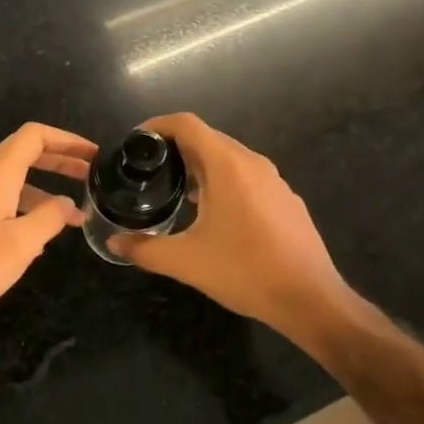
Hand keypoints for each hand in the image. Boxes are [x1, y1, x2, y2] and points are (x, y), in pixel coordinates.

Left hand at [0, 123, 94, 345]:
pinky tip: (44, 234)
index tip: (94, 155)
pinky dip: (30, 206)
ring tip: (77, 211)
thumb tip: (67, 203)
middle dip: (61, 160)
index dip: (67, 139)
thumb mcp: (21, 243)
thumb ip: (50, 217)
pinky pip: (5, 200)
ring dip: (47, 186)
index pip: (34, 136)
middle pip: (26, 153)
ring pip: (16, 179)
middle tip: (93, 175)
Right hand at [109, 113, 350, 335]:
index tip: (136, 143)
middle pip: (208, 138)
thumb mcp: (185, 262)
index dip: (158, 126)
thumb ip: (144, 249)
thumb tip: (114, 244)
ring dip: (200, 166)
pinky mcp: (286, 200)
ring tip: (176, 191)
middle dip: (176, 148)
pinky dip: (223, 182)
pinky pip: (247, 177)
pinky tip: (213, 214)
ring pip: (229, 158)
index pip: (187, 124)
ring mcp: (274, 181)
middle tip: (149, 170)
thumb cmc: (244, 271)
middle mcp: (253, 163)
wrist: (310, 299)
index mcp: (228, 166)